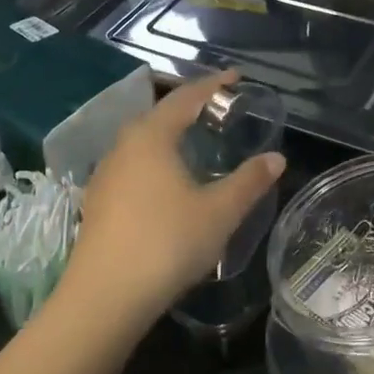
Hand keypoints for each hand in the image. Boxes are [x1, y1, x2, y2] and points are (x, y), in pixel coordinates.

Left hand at [66, 72, 285, 329]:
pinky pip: (132, 164)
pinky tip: (166, 181)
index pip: (186, 97)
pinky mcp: (98, 201)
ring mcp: (106, 173)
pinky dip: (155, 159)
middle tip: (218, 108)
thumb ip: (249, 181)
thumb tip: (276, 157)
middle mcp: (124, 146)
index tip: (236, 77)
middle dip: (190, 107)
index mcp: (152, 136)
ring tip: (194, 141)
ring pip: (142, 141)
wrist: (104, 296)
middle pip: (159, 114)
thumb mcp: (219, 213)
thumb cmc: (167, 244)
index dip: (213, 85)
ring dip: (169, 134)